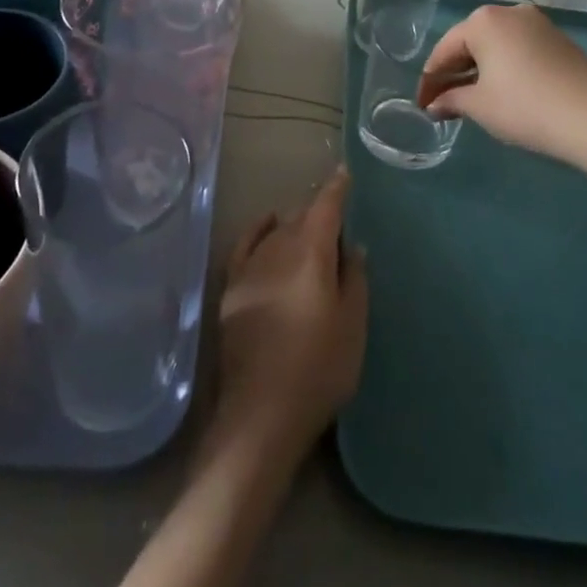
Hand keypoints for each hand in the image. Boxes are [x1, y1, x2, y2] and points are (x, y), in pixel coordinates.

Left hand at [208, 168, 367, 474]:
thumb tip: (352, 246)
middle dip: (319, 212)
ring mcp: (250, 268)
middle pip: (300, 217)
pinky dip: (259, 230)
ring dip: (294, 225)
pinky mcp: (232, 288)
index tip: (345, 174)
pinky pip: (246, 245)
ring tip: (311, 230)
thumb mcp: (353, 325)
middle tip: (338, 219)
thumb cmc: (319, 369)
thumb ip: (354, 279)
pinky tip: (267, 225)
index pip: (325, 207)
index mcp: (310, 252)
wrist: (261, 413)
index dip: (336, 189)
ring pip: (276, 232)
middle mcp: (276, 249)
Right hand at [418, 3, 586, 167]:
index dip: (430, 81)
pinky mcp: (558, 39)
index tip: (422, 105)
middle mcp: (509, 12)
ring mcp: (537, 23)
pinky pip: (518, 49)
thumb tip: (434, 105)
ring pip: (495, 46)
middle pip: (469, 43)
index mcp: (483, 21)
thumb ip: (451, 100)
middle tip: (442, 103)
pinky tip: (501, 91)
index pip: (444, 50)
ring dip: (478, 70)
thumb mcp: (479, 106)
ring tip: (470, 99)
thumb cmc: (525, 106)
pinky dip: (503, 67)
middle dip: (454, 73)